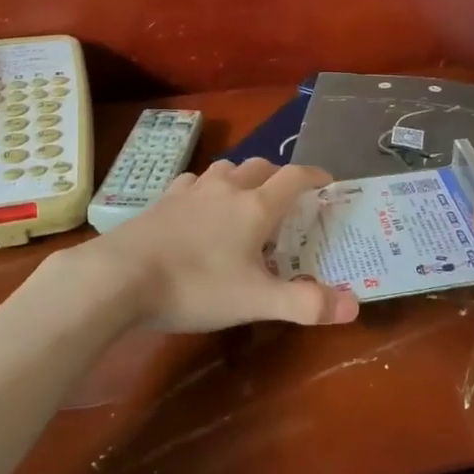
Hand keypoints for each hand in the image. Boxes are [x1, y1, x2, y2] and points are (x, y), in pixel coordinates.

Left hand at [80, 157, 359, 332]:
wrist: (120, 276)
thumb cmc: (196, 286)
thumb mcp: (255, 302)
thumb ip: (305, 304)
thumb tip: (354, 306)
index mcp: (255, 207)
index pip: (294, 178)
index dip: (315, 176)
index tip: (328, 180)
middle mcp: (226, 189)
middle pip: (261, 167)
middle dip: (279, 176)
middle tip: (289, 197)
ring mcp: (191, 190)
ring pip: (226, 169)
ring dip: (243, 177)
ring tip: (245, 197)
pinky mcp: (162, 200)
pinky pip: (193, 182)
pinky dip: (207, 188)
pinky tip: (199, 205)